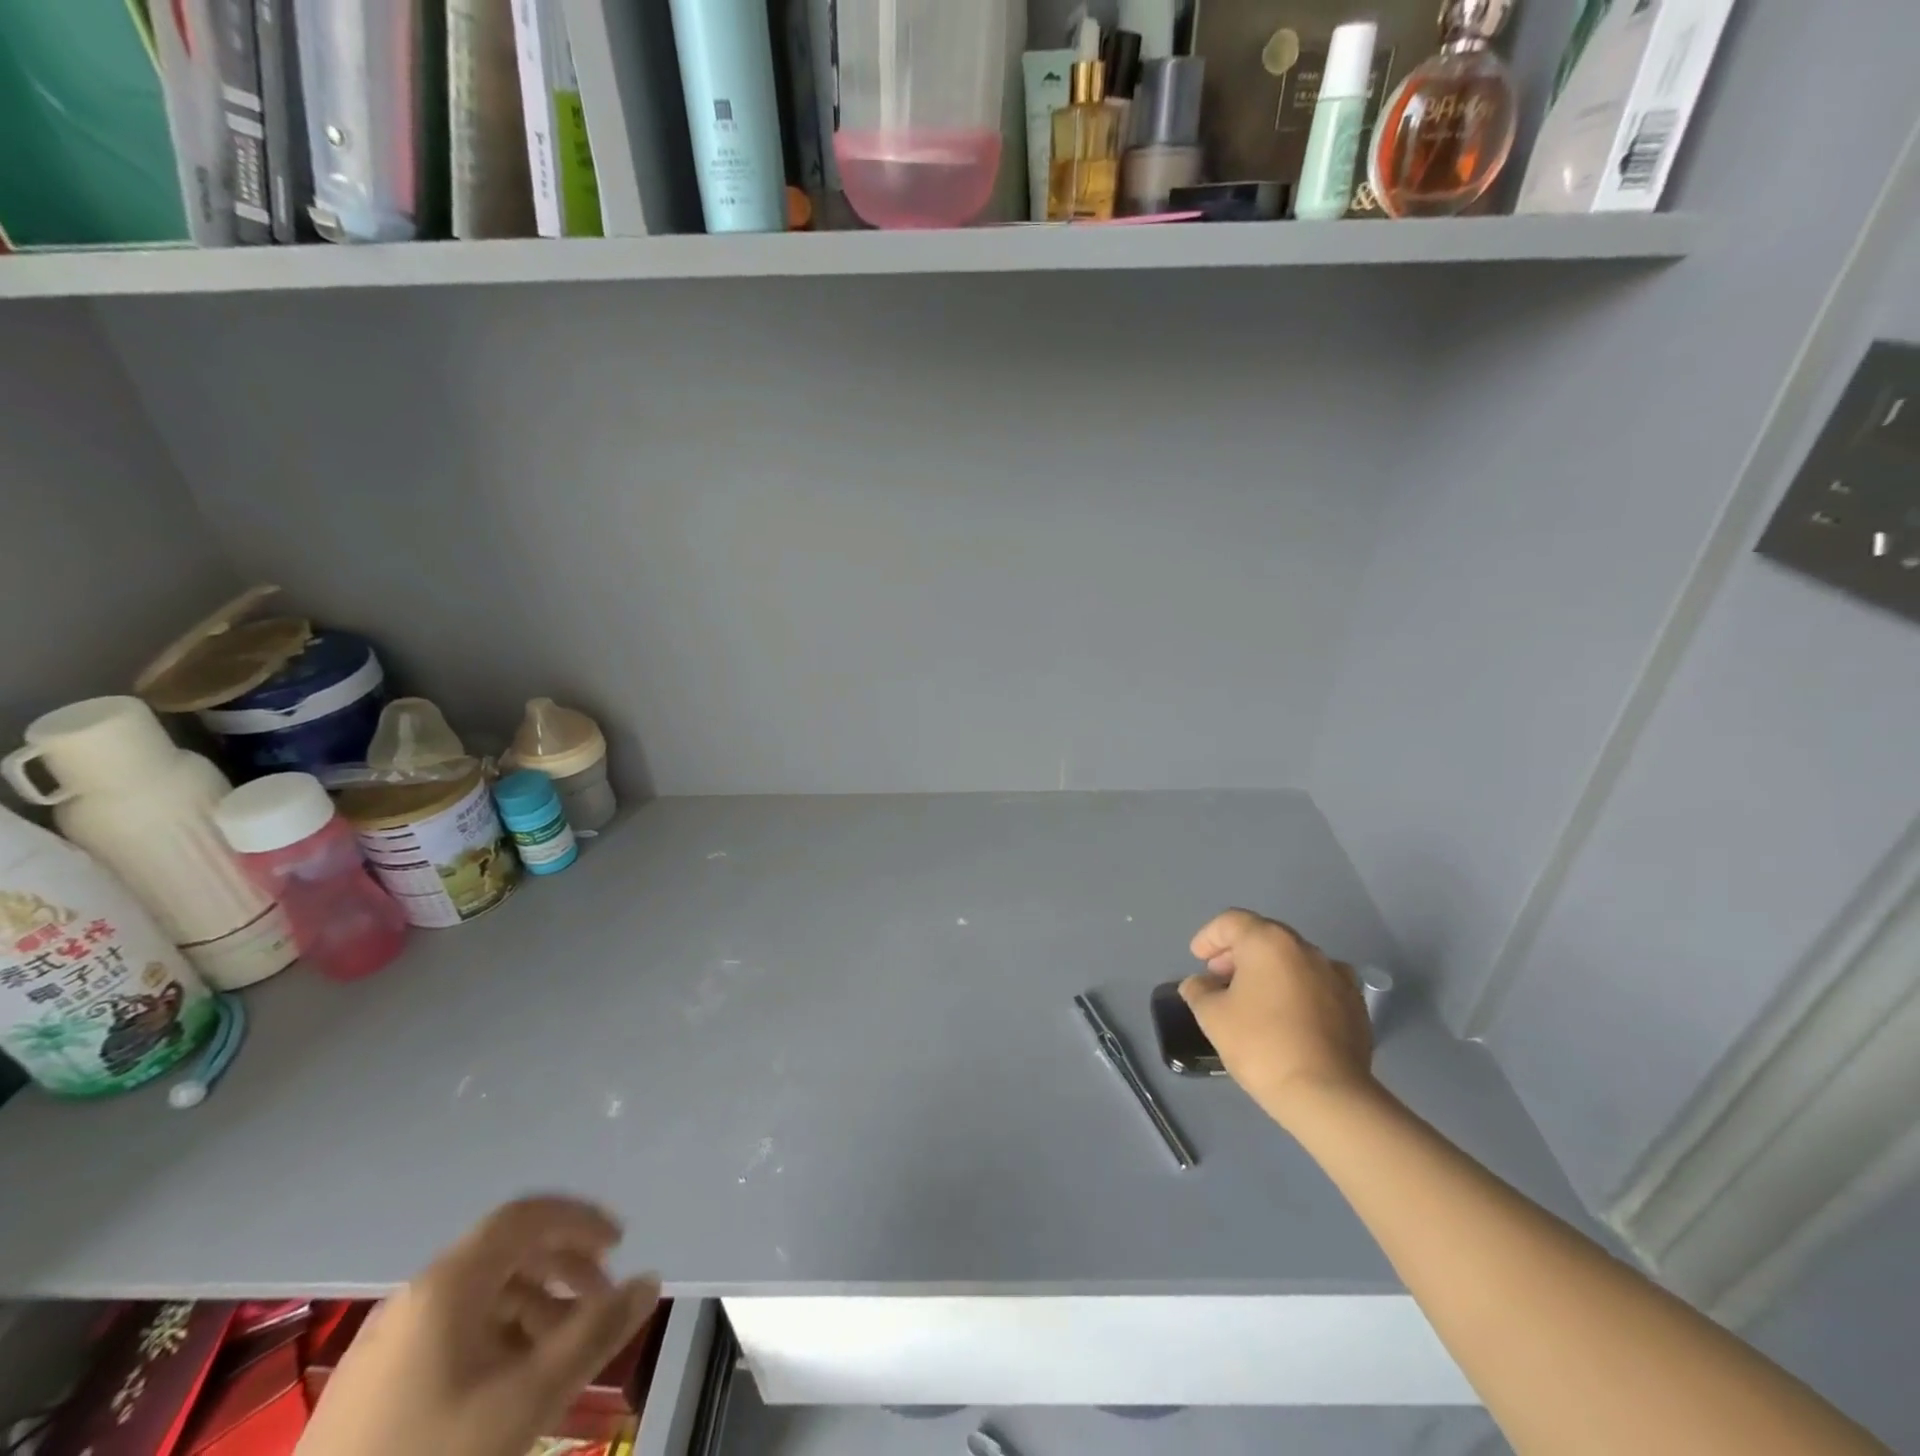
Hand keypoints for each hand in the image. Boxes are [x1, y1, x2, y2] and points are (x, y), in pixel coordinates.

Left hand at [297, 1197, 659, 1455]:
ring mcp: (384, 1344)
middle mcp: (413, 1297)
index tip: (619, 1245)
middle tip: (601, 1299)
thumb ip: (595, 1334)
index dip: (579, 1219)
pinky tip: (510, 1383)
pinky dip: (496, 1336)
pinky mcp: (368, 1387)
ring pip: (478, 1296)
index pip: (525, 1216)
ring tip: (562, 1349)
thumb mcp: (527, 1402)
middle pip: (504, 1252)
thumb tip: (649, 1281)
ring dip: (533, 1305)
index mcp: (447, 1286)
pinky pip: (449, 1333)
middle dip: (562, 1265)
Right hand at [1180, 909, 1375, 1125]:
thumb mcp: (1212, 1016)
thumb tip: (1199, 984)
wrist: (1327, 1095)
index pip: (1231, 922)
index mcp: (1269, 942)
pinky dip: (1297, 989)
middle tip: (1220, 977)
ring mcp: (1337, 975)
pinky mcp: (1355, 1004)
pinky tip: (1288, 1017)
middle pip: (1264, 936)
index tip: (1198, 959)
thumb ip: (1198, 990)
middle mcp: (1306, 948)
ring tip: (1253, 999)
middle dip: (1238, 952)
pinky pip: (1318, 984)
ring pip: (1293, 960)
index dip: (1209, 937)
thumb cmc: (1260, 1045)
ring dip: (1269, 970)